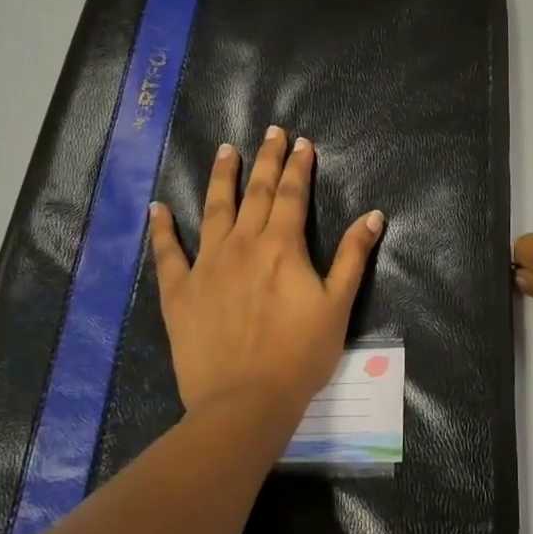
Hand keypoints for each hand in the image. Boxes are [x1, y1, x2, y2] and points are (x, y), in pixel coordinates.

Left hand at [149, 127, 384, 423]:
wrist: (244, 402)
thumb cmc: (299, 355)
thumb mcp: (337, 306)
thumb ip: (353, 257)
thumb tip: (374, 215)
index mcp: (281, 246)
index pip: (291, 194)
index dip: (298, 166)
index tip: (302, 142)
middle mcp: (242, 244)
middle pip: (255, 192)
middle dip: (266, 159)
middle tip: (270, 131)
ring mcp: (206, 265)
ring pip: (214, 210)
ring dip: (222, 177)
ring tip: (226, 150)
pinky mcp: (179, 291)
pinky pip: (168, 253)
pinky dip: (162, 229)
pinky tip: (158, 208)